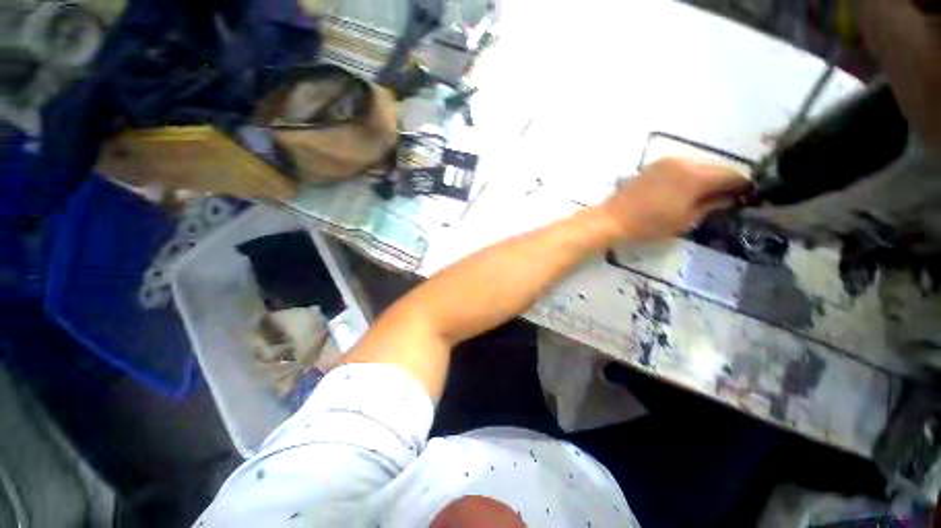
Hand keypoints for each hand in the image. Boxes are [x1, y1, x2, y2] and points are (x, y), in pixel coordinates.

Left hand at [601, 158, 750, 241]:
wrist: (611, 219)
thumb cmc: (648, 224)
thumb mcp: (685, 220)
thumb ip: (710, 206)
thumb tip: (728, 198)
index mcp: (695, 176)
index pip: (730, 175)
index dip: (741, 186)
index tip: (747, 196)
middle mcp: (682, 162)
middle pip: (712, 169)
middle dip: (721, 182)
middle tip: (725, 199)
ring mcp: (664, 162)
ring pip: (695, 167)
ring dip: (703, 179)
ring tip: (702, 197)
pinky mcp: (651, 167)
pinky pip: (678, 169)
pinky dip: (686, 178)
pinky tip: (682, 192)